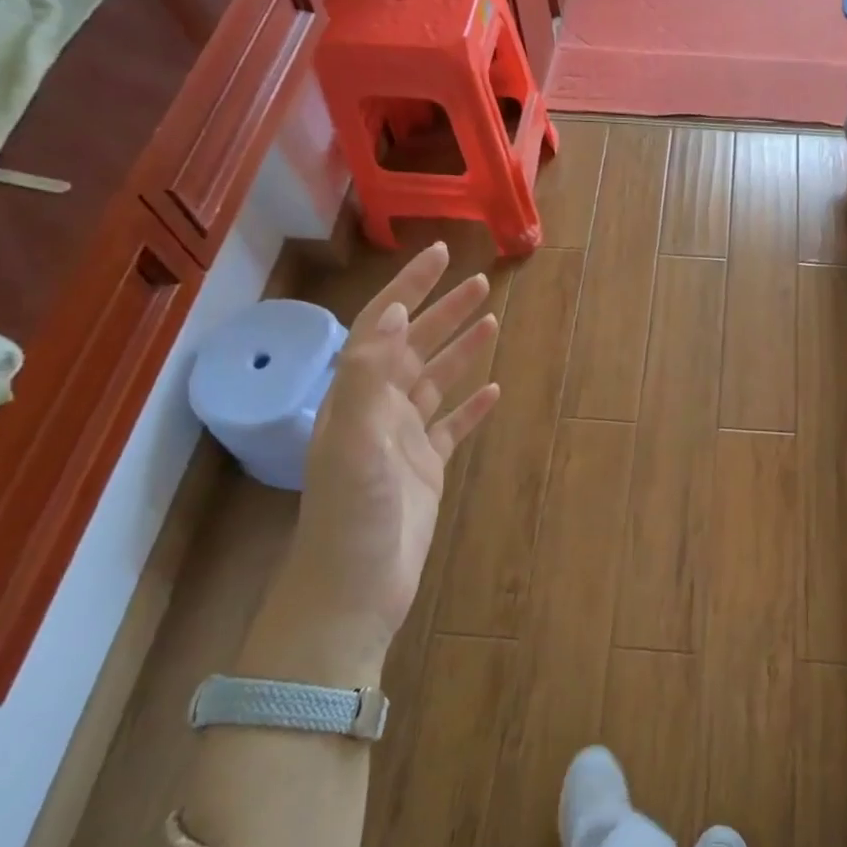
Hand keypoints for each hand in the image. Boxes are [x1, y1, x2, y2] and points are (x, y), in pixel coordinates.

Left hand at [285, 243, 500, 654]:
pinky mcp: (427, 468)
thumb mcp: (354, 442)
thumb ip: (369, 376)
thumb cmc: (351, 516)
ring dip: (461, 351)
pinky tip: (494, 391)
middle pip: (415, 348)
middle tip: (480, 282)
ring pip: (436, 382)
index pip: (383, 327)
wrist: (354, 590)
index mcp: (356, 397)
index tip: (436, 256)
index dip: (407, 289)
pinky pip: (453, 426)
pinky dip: (473, 406)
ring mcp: (404, 440)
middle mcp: (378, 410)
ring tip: (492, 321)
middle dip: (443, 312)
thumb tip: (395, 313)